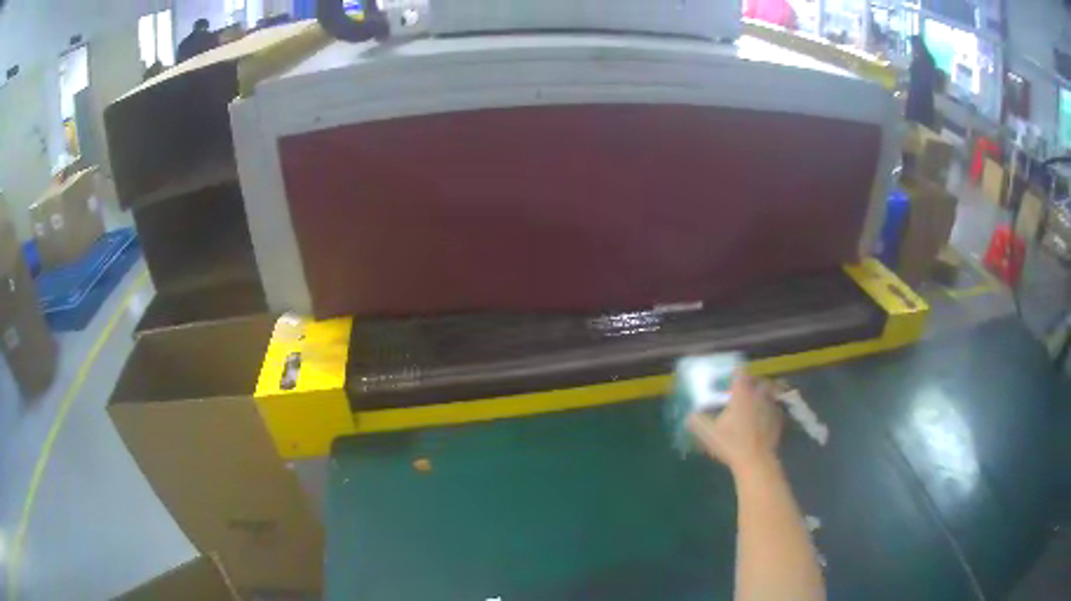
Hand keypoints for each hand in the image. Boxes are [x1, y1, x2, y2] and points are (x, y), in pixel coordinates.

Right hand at [687, 369, 782, 474]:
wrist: (756, 461)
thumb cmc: (731, 444)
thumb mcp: (708, 434)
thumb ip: (697, 422)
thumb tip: (690, 415)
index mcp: (741, 395)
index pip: (740, 374)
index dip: (735, 372)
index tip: (732, 375)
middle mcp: (757, 396)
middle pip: (758, 380)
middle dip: (752, 382)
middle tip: (745, 388)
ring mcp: (770, 407)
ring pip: (769, 393)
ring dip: (763, 394)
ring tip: (756, 402)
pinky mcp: (778, 419)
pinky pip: (775, 408)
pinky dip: (770, 409)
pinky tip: (764, 418)